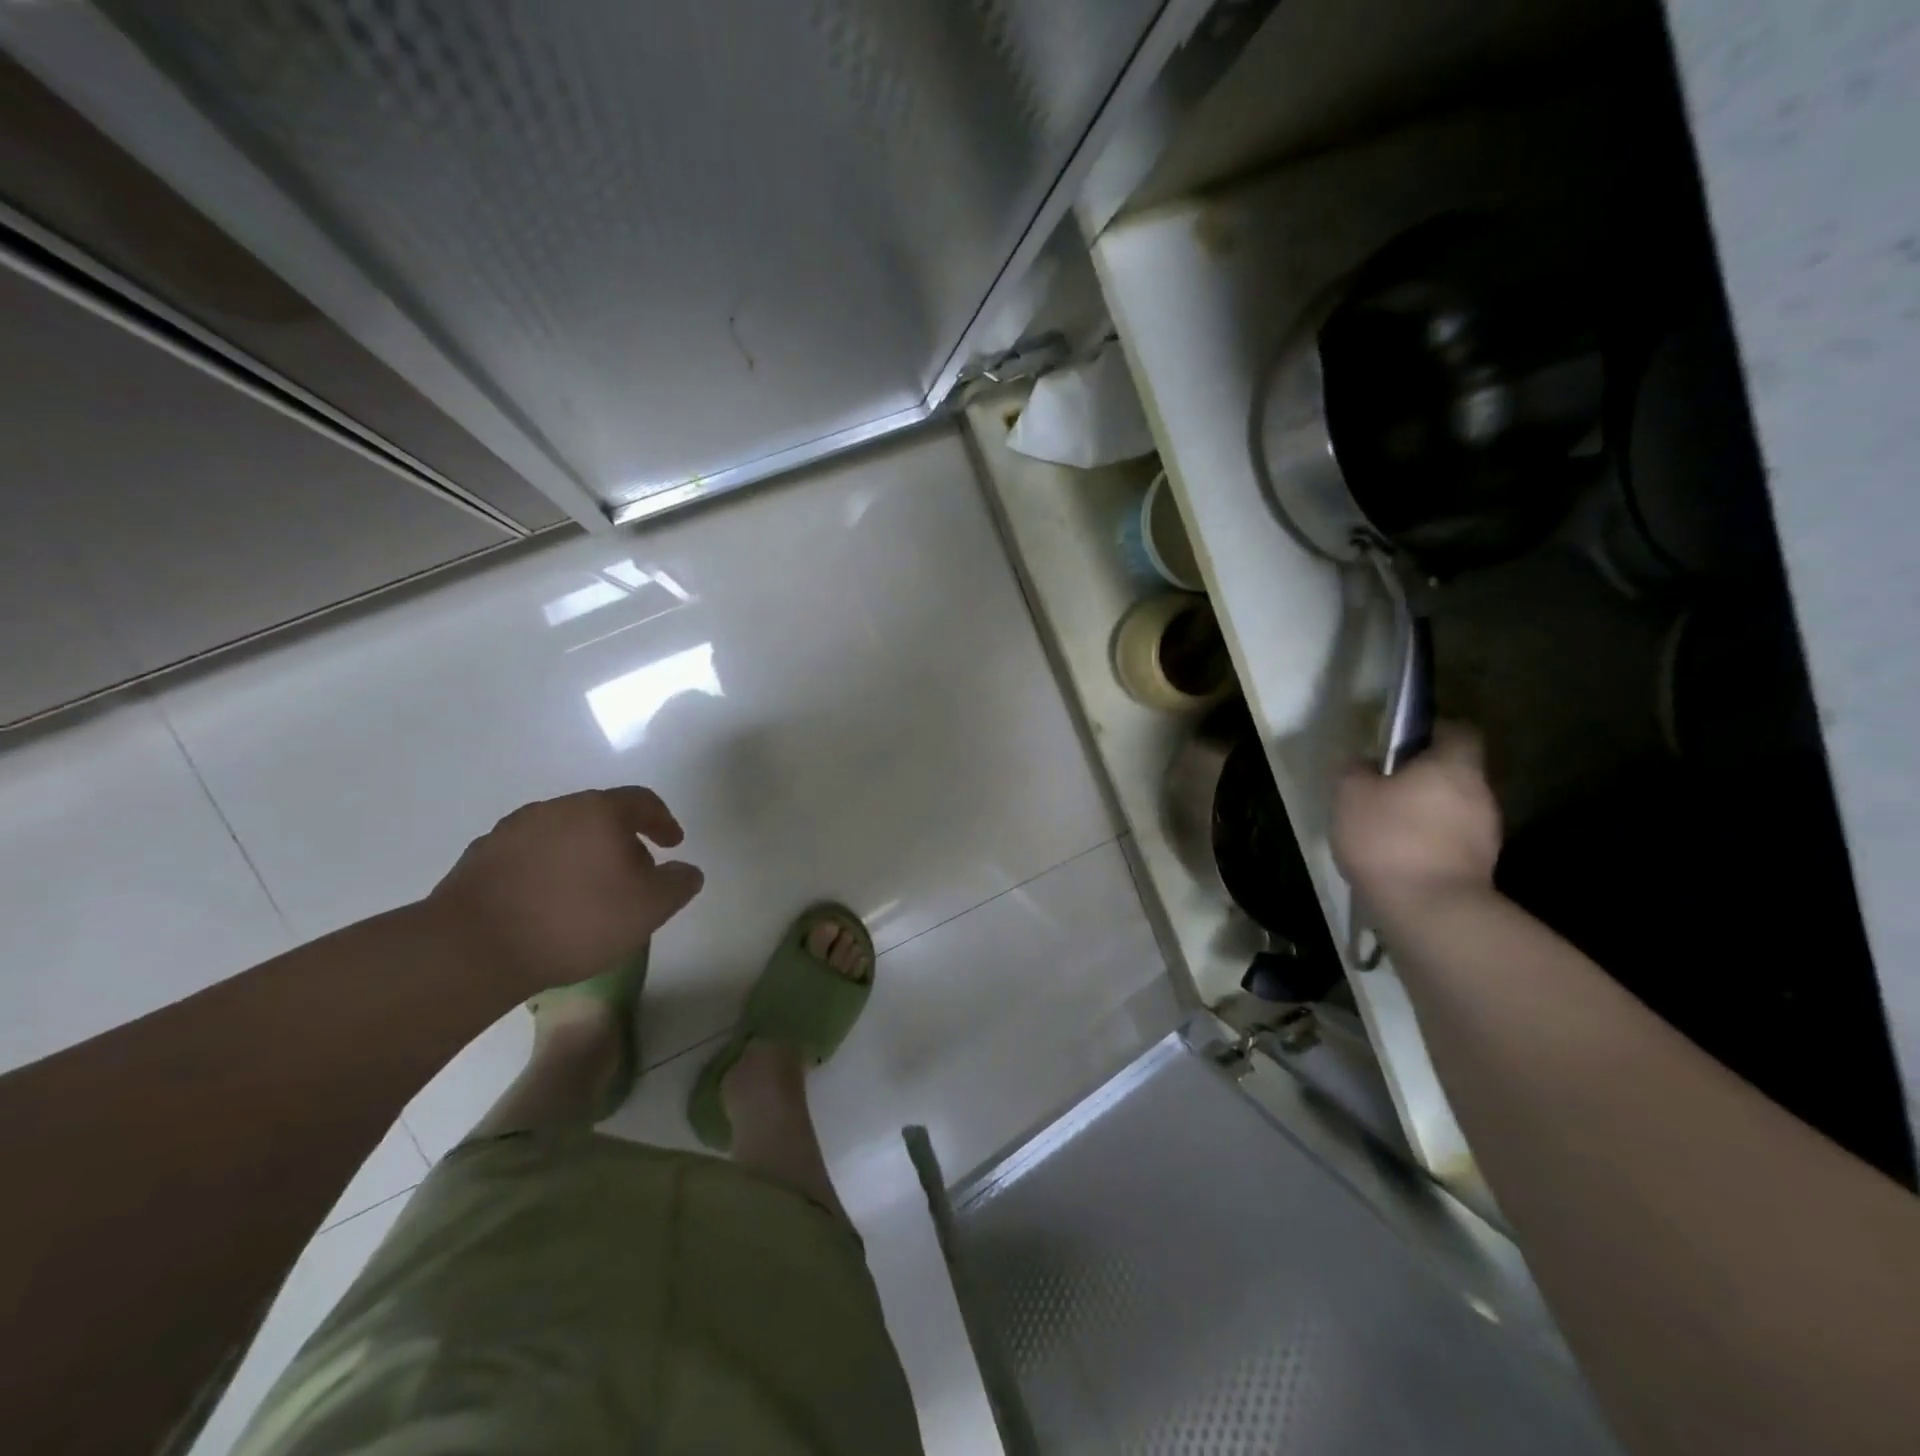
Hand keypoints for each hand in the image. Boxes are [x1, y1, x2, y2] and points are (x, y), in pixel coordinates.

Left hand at [426, 787, 703, 992]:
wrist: (472, 948)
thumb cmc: (575, 920)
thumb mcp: (650, 908)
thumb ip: (679, 884)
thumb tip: (686, 870)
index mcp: (599, 811)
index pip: (642, 801)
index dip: (663, 821)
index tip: (673, 843)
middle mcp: (556, 809)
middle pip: (601, 815)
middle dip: (622, 840)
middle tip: (634, 873)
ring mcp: (512, 831)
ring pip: (562, 834)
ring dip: (582, 854)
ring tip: (588, 891)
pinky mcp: (479, 858)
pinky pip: (528, 855)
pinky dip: (547, 869)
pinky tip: (547, 902)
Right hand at [1332, 723, 1501, 916]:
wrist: (1428, 909)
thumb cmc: (1388, 837)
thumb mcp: (1350, 794)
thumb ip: (1355, 769)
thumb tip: (1364, 763)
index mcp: (1453, 765)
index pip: (1458, 731)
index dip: (1434, 731)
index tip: (1404, 742)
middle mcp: (1479, 792)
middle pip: (1455, 772)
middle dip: (1424, 776)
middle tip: (1385, 787)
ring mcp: (1486, 832)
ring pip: (1454, 808)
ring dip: (1427, 812)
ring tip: (1388, 827)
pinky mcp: (1481, 867)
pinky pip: (1452, 841)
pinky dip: (1430, 842)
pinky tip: (1399, 856)